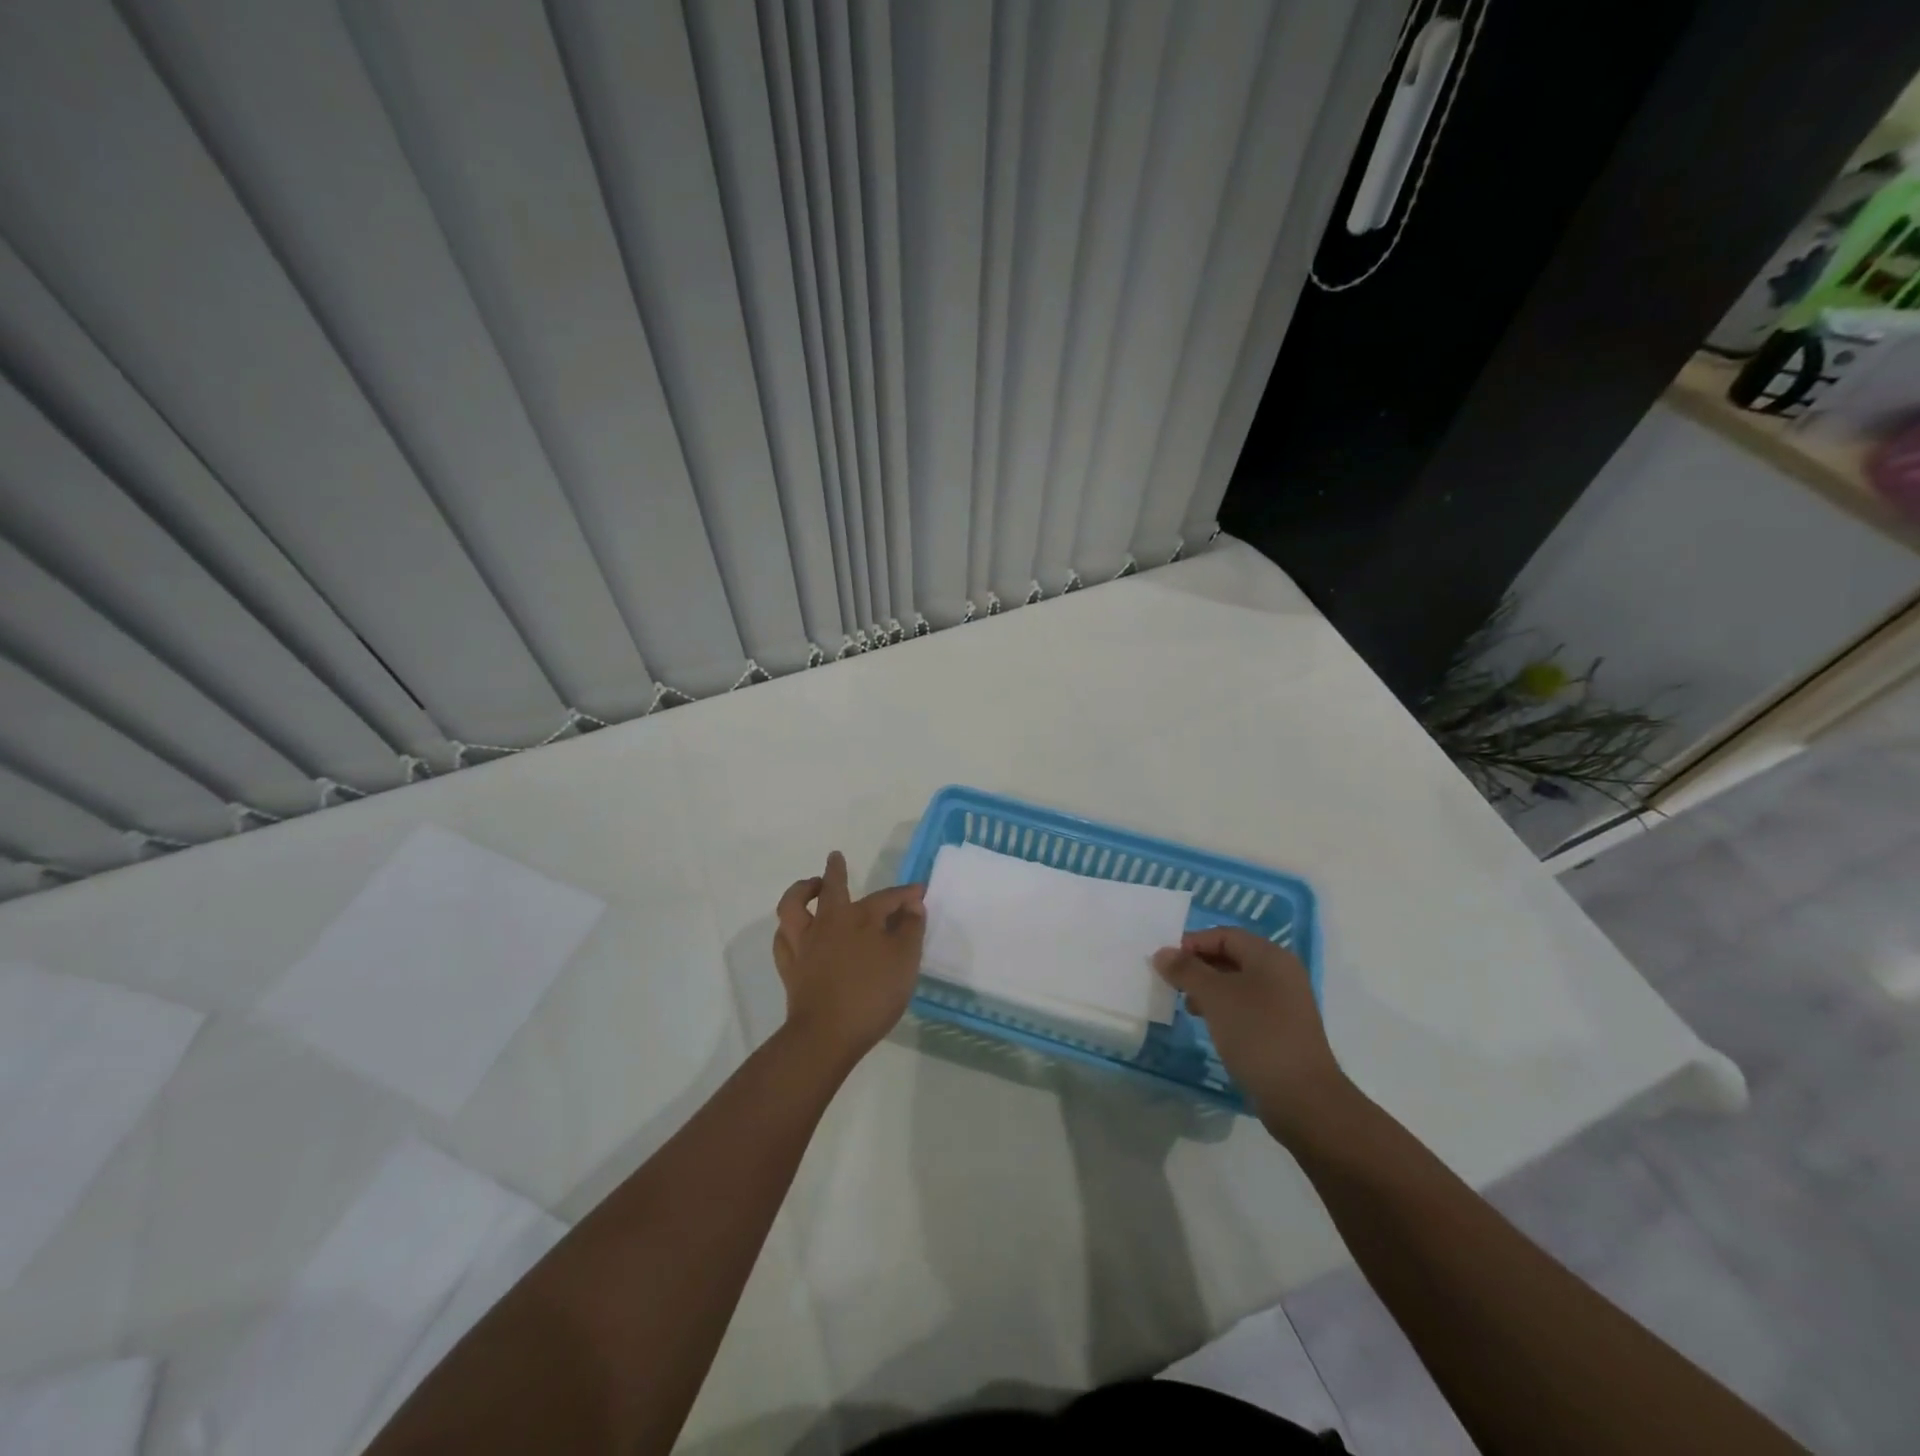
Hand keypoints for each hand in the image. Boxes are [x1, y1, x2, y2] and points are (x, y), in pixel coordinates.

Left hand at [774, 851, 925, 1065]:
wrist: (827, 1034)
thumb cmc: (872, 995)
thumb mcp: (905, 961)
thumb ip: (911, 930)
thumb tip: (913, 905)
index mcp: (860, 918)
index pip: (887, 898)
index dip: (905, 894)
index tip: (919, 892)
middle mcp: (829, 922)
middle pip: (831, 888)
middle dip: (836, 871)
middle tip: (835, 858)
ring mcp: (805, 943)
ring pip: (793, 906)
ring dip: (800, 890)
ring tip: (809, 886)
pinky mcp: (790, 967)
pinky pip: (783, 939)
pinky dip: (788, 929)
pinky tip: (793, 930)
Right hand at [1153, 926, 1347, 1142]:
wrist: (1302, 1098)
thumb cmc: (1256, 1034)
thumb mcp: (1214, 996)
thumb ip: (1186, 970)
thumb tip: (1162, 953)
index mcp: (1270, 956)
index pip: (1224, 935)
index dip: (1193, 943)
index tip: (1166, 962)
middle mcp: (1281, 973)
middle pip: (1232, 957)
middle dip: (1199, 967)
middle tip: (1172, 983)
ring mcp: (1285, 1003)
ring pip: (1238, 984)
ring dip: (1209, 989)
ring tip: (1187, 1006)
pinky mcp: (1282, 1029)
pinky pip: (1246, 1007)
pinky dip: (1224, 1009)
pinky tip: (1209, 1024)